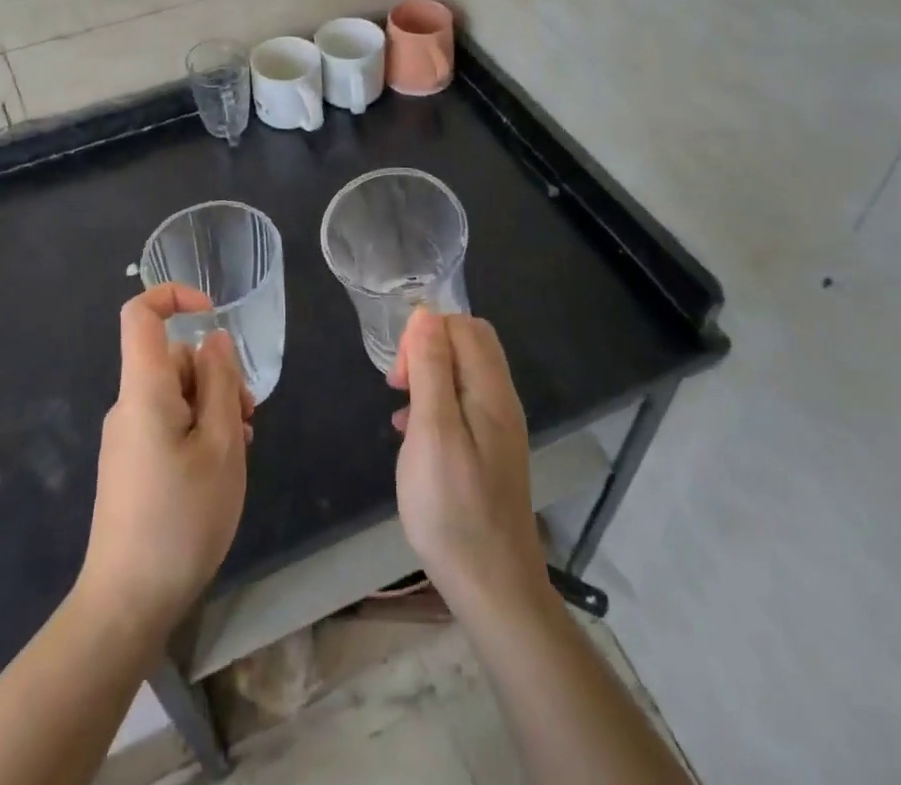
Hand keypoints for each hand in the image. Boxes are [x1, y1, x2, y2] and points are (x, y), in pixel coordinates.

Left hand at [76, 284, 249, 639]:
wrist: (125, 604)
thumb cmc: (181, 519)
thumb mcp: (221, 447)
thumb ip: (221, 384)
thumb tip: (214, 340)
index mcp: (144, 390)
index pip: (140, 315)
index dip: (174, 296)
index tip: (213, 314)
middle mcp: (129, 405)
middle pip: (173, 359)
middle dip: (216, 376)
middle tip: (247, 421)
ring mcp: (126, 436)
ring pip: (176, 394)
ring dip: (212, 409)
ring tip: (238, 451)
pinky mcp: (130, 464)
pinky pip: (167, 424)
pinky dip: (197, 432)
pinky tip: (218, 470)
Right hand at [389, 309, 546, 615]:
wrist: (493, 588)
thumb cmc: (453, 507)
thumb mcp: (433, 431)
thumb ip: (431, 369)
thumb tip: (425, 313)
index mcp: (491, 390)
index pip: (464, 326)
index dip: (426, 334)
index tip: (400, 373)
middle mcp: (501, 401)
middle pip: (468, 345)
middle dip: (427, 350)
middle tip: (399, 384)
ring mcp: (498, 428)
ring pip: (462, 375)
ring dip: (428, 378)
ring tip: (400, 409)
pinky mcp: (489, 452)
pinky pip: (461, 405)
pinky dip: (434, 405)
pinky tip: (411, 434)